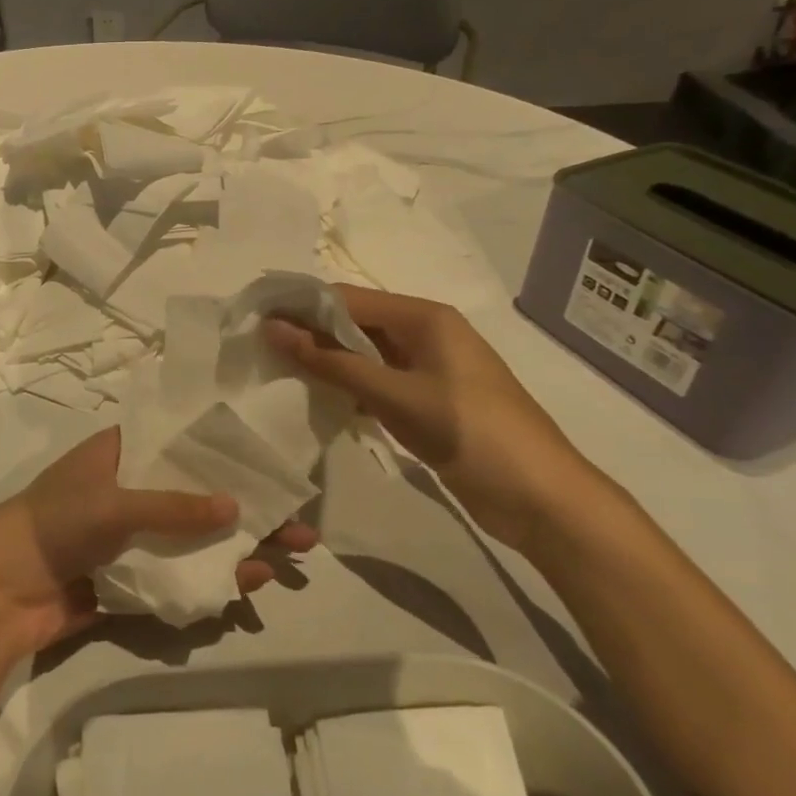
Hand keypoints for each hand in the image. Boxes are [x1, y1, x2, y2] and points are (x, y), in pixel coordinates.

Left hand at [0, 427, 317, 660]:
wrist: (1, 592)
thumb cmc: (55, 523)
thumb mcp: (115, 503)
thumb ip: (174, 506)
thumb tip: (236, 508)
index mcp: (123, 455)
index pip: (183, 443)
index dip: (226, 451)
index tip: (271, 458)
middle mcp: (133, 491)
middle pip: (200, 496)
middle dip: (248, 509)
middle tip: (301, 522)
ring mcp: (135, 538)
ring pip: (196, 539)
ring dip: (238, 546)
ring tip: (289, 557)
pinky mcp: (134, 578)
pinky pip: (180, 575)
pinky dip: (212, 578)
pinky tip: (248, 581)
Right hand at [264, 285, 617, 554]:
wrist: (540, 497)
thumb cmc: (470, 432)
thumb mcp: (395, 395)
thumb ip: (333, 362)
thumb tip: (273, 329)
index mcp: (424, 317)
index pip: (347, 298)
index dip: (301, 306)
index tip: (255, 319)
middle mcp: (426, 333)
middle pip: (356, 323)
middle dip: (311, 333)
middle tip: (260, 349)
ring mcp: (429, 369)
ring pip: (365, 354)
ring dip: (328, 362)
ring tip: (278, 371)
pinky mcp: (429, 400)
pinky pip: (379, 381)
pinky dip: (350, 387)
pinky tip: (320, 400)